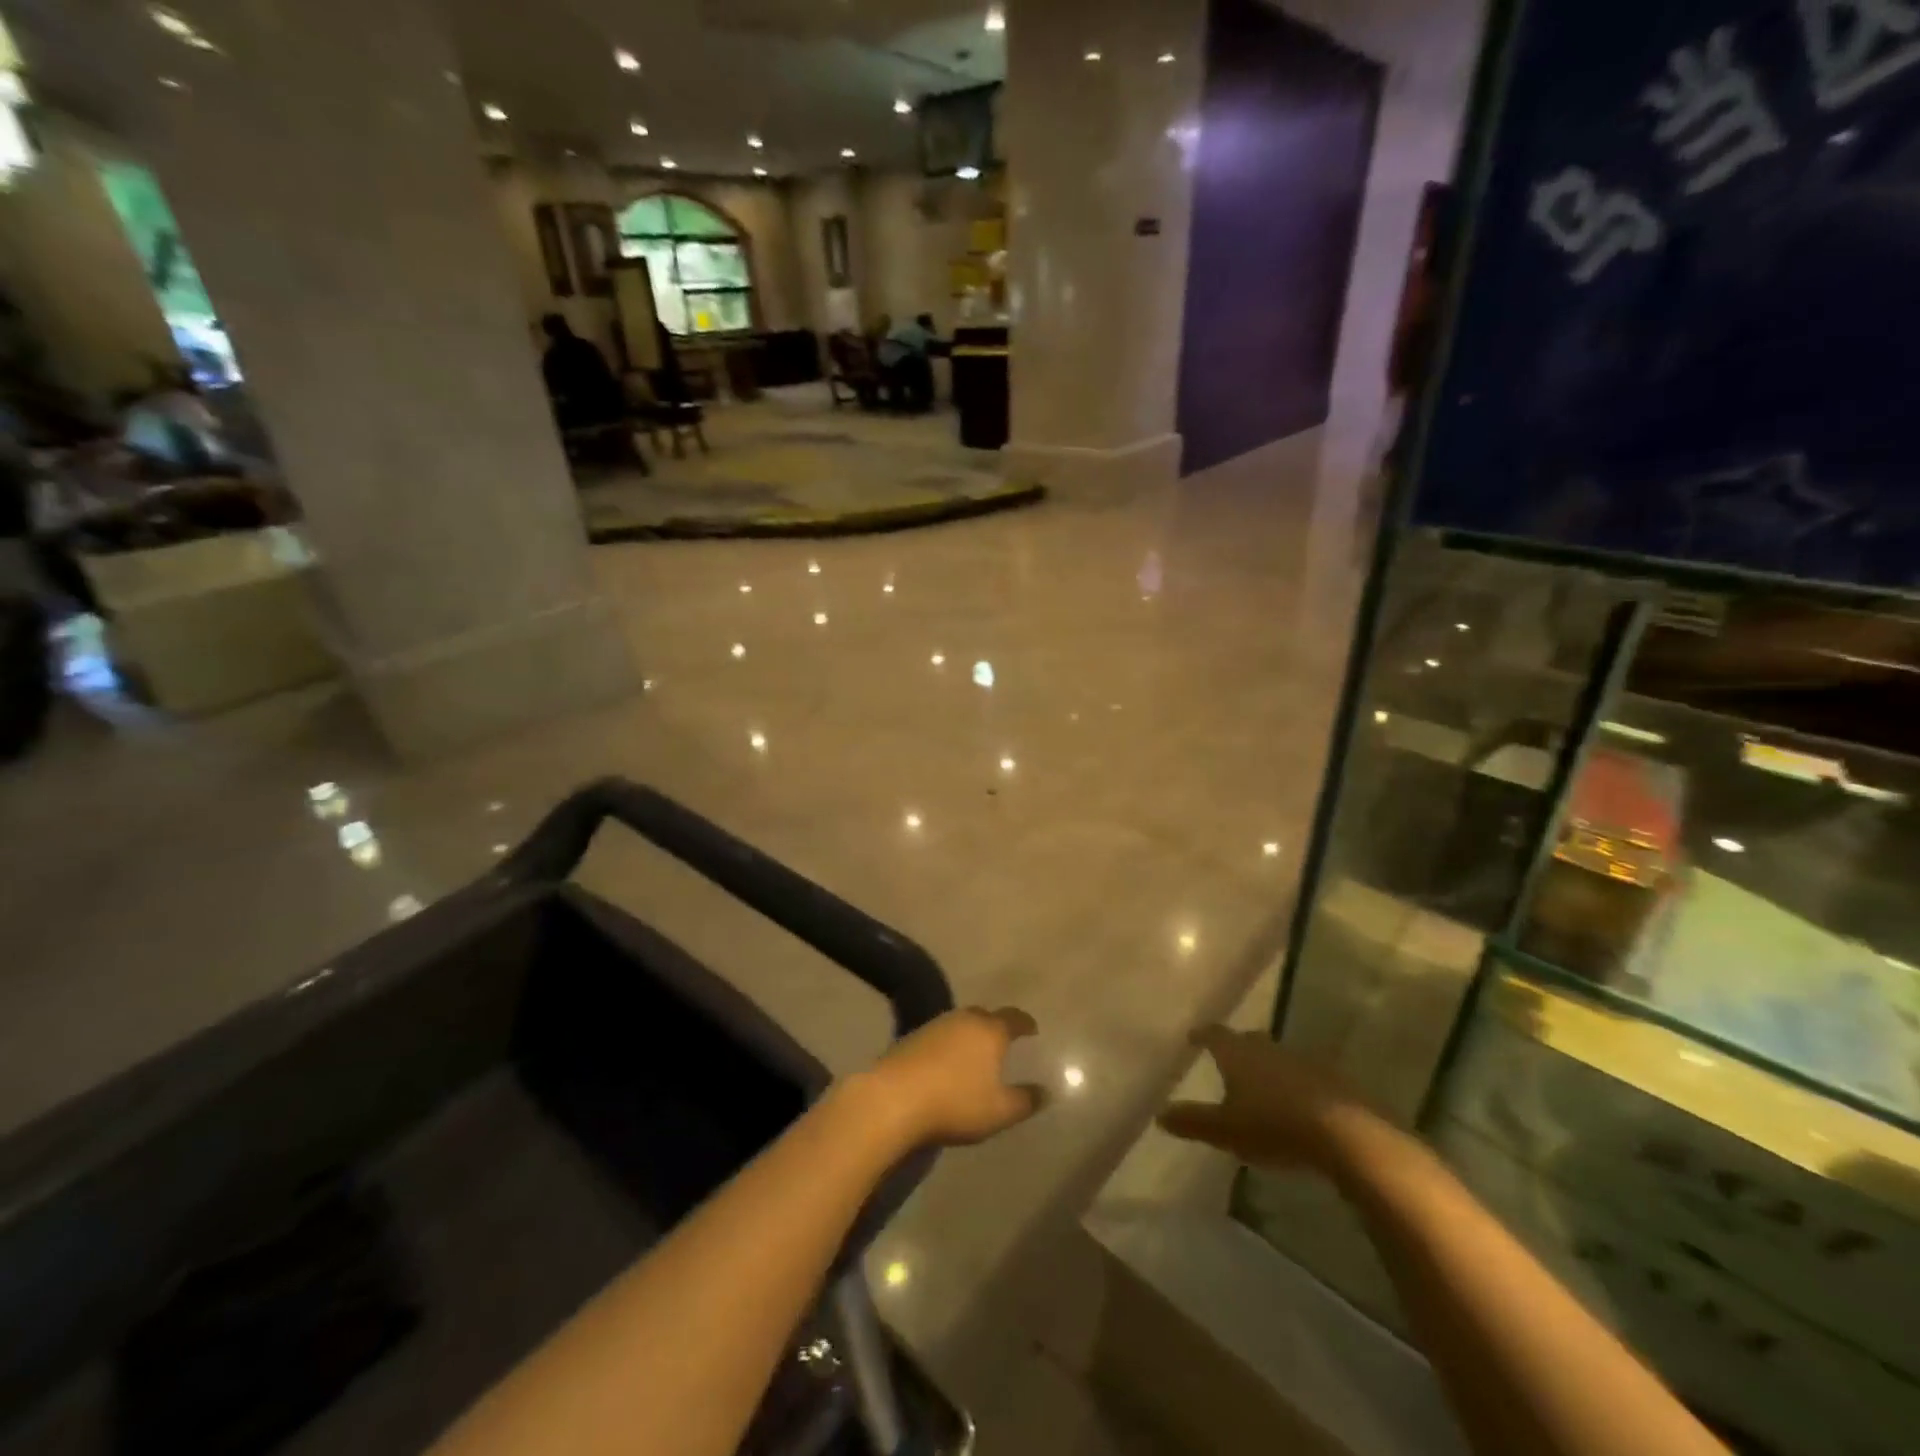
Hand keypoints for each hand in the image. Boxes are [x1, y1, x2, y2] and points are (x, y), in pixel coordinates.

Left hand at [861, 1007, 1042, 1148]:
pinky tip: (947, 1064)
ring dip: (970, 1035)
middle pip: (985, 1016)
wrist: (893, 1099)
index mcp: (989, 1030)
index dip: (1025, 1023)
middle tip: (1004, 1041)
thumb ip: (1025, 1101)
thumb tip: (1046, 1091)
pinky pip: (940, 1036)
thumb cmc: (955, 1103)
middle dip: (996, 1026)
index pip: (1013, 1018)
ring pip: (960, 1024)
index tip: (1033, 1029)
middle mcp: (963, 1019)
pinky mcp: (912, 1037)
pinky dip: (949, 1045)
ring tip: (976, 1054)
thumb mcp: (998, 1111)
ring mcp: (935, 1026)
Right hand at [1158, 1026, 1376, 1171]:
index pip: (1214, 1034)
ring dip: (1268, 1067)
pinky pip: (1305, 1076)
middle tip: (1228, 1060)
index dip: (1203, 1034)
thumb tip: (1159, 1113)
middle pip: (1248, 1040)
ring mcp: (1303, 1061)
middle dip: (1237, 1048)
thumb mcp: (1226, 1130)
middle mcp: (1269, 1048)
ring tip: (1261, 1086)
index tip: (1194, 1036)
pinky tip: (1296, 1105)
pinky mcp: (1333, 1080)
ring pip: (1278, 1057)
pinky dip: (1295, 1085)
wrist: (1346, 1135)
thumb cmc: (1274, 1126)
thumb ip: (1193, 1121)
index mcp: (1238, 1054)